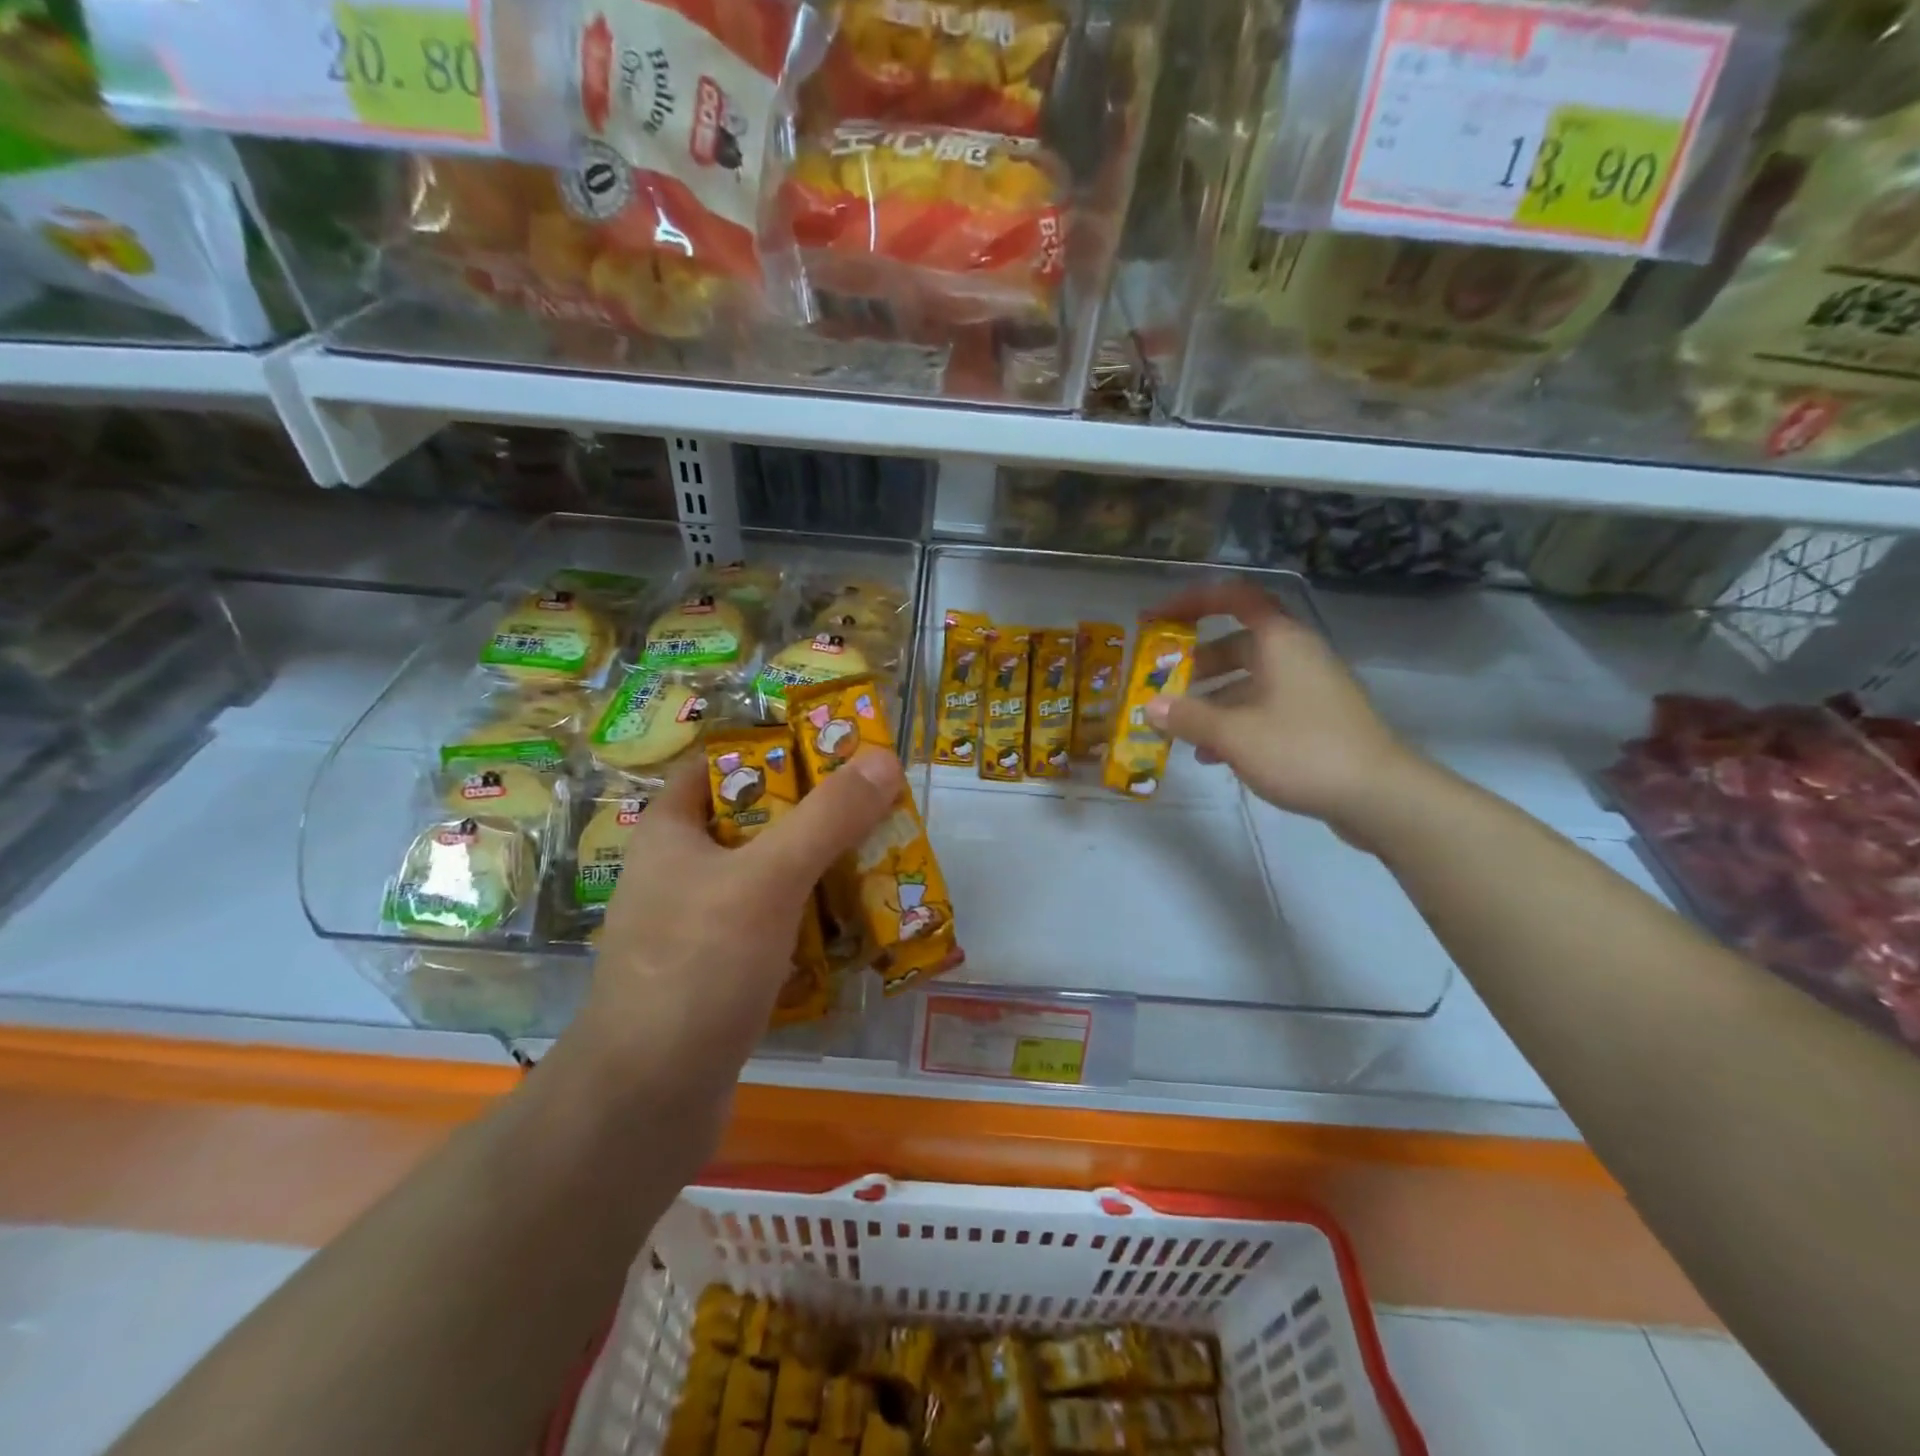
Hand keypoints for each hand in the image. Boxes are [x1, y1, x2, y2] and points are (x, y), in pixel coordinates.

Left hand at [555, 749, 904, 1163]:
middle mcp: (681, 872)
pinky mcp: (720, 972)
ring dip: (819, 870)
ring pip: (769, 878)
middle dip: (814, 815)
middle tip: (874, 807)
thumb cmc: (698, 967)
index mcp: (671, 832)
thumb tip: (884, 757)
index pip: (720, 766)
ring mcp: (699, 926)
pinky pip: (774, 927)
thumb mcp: (767, 878)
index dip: (772, 750)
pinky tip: (854, 926)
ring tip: (879, 860)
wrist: (647, 1100)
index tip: (833, 751)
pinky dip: (811, 921)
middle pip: (756, 822)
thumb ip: (827, 818)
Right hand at [1144, 581, 1424, 840]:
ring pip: (1250, 681)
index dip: (1193, 601)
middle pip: (1238, 644)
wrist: (1380, 796)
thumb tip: (1149, 707)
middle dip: (1196, 664)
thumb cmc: (1302, 750)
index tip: (1158, 619)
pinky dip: (1235, 722)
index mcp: (1280, 641)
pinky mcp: (1316, 719)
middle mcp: (1296, 655)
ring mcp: (1309, 688)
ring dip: (1212, 699)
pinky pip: (1265, 708)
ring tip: (1180, 728)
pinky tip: (1212, 755)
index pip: (1235, 598)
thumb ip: (1187, 717)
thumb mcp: (1234, 734)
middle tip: (1163, 686)